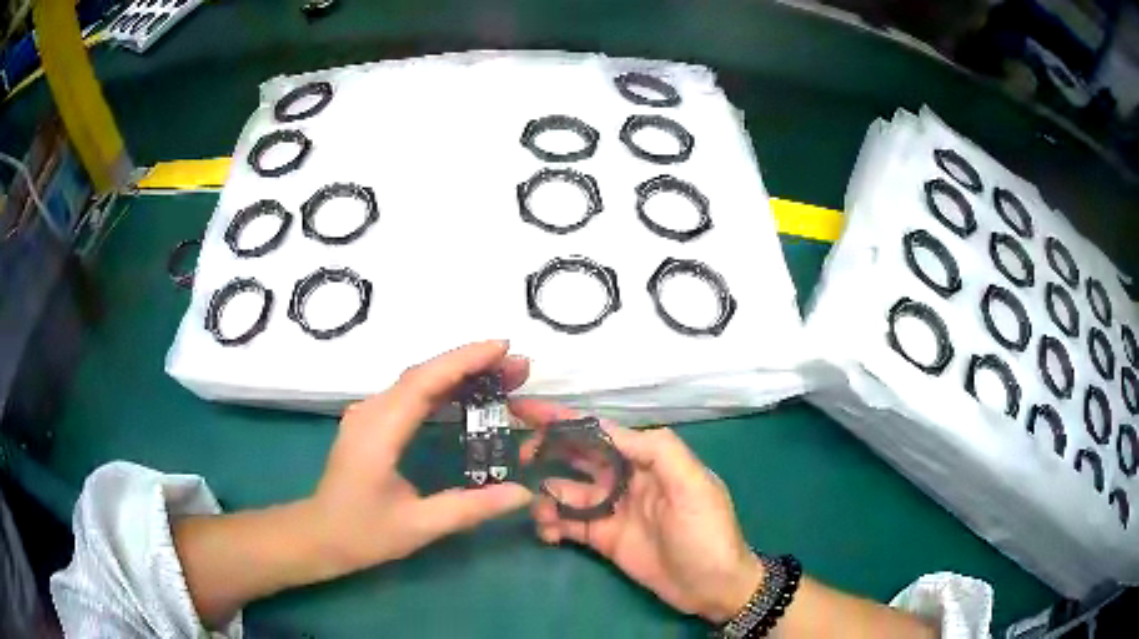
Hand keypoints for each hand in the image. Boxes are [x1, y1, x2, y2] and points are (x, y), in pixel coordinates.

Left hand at [308, 340, 533, 577]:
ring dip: (459, 373)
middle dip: (472, 364)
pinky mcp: (372, 422)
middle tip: (519, 367)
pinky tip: (467, 395)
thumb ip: (470, 508)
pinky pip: (411, 394)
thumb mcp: (419, 527)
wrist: (319, 535)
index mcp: (379, 431)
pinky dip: (443, 388)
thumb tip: (523, 494)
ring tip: (503, 376)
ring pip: (417, 381)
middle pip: (423, 374)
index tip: (503, 349)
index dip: (464, 361)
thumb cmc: (362, 533)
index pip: (424, 382)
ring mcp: (369, 415)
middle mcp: (371, 412)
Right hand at [514, 400, 762, 623]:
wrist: (712, 587)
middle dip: (545, 450)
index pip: (598, 430)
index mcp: (646, 459)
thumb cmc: (707, 533)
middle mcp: (624, 478)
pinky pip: (567, 523)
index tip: (524, 408)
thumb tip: (611, 429)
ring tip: (538, 512)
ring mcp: (611, 509)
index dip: (562, 417)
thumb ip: (660, 451)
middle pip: (576, 455)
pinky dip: (551, 523)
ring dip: (544, 495)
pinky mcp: (602, 537)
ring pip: (565, 491)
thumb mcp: (694, 486)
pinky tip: (547, 533)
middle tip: (517, 457)